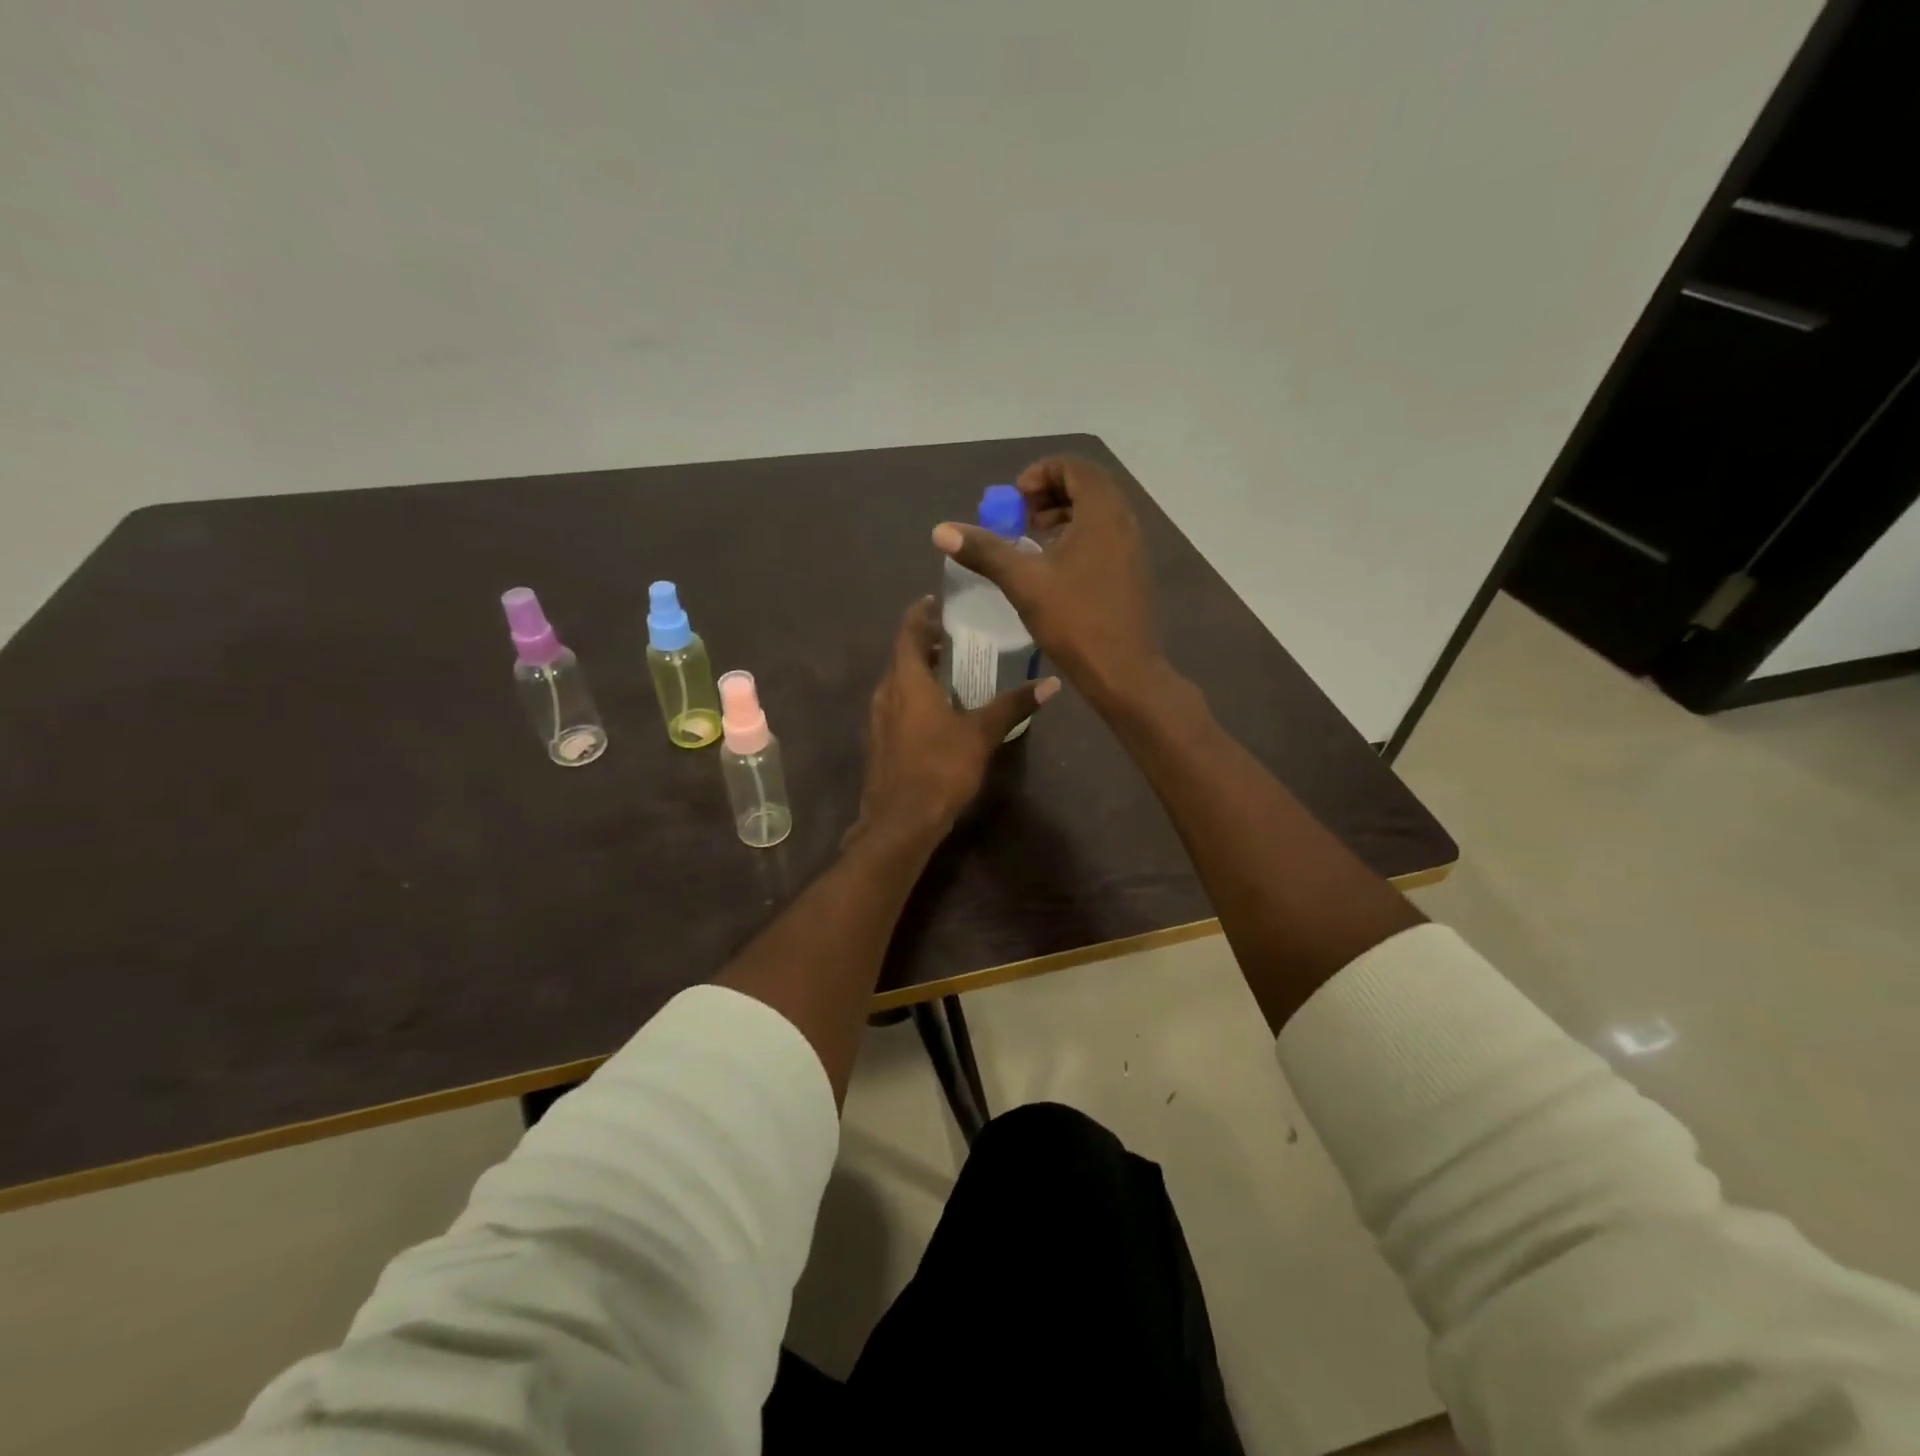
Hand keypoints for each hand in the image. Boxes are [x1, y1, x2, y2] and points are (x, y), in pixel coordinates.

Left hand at [851, 598, 1058, 845]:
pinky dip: (912, 697)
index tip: (934, 602)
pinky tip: (935, 712)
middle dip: (923, 643)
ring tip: (946, 669)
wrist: (900, 821)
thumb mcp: (981, 734)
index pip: (908, 633)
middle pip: (901, 657)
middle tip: (950, 636)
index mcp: (907, 681)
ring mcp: (877, 720)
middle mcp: (885, 694)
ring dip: (917, 672)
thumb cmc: (940, 768)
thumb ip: (1012, 705)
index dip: (920, 614)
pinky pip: (895, 707)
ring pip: (897, 684)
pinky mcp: (879, 744)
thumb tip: (1050, 683)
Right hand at [931, 456, 1164, 711]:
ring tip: (1034, 542)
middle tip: (1021, 518)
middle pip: (1088, 486)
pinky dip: (1079, 538)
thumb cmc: (1075, 621)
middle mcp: (1124, 522)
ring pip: (1097, 514)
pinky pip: (1105, 538)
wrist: (1124, 671)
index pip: (1075, 467)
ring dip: (1064, 517)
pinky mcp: (1133, 573)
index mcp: (1102, 514)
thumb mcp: (1023, 583)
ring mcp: (1133, 549)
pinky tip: (1055, 571)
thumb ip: (984, 551)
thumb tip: (941, 530)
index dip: (1041, 474)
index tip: (1015, 500)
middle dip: (1050, 494)